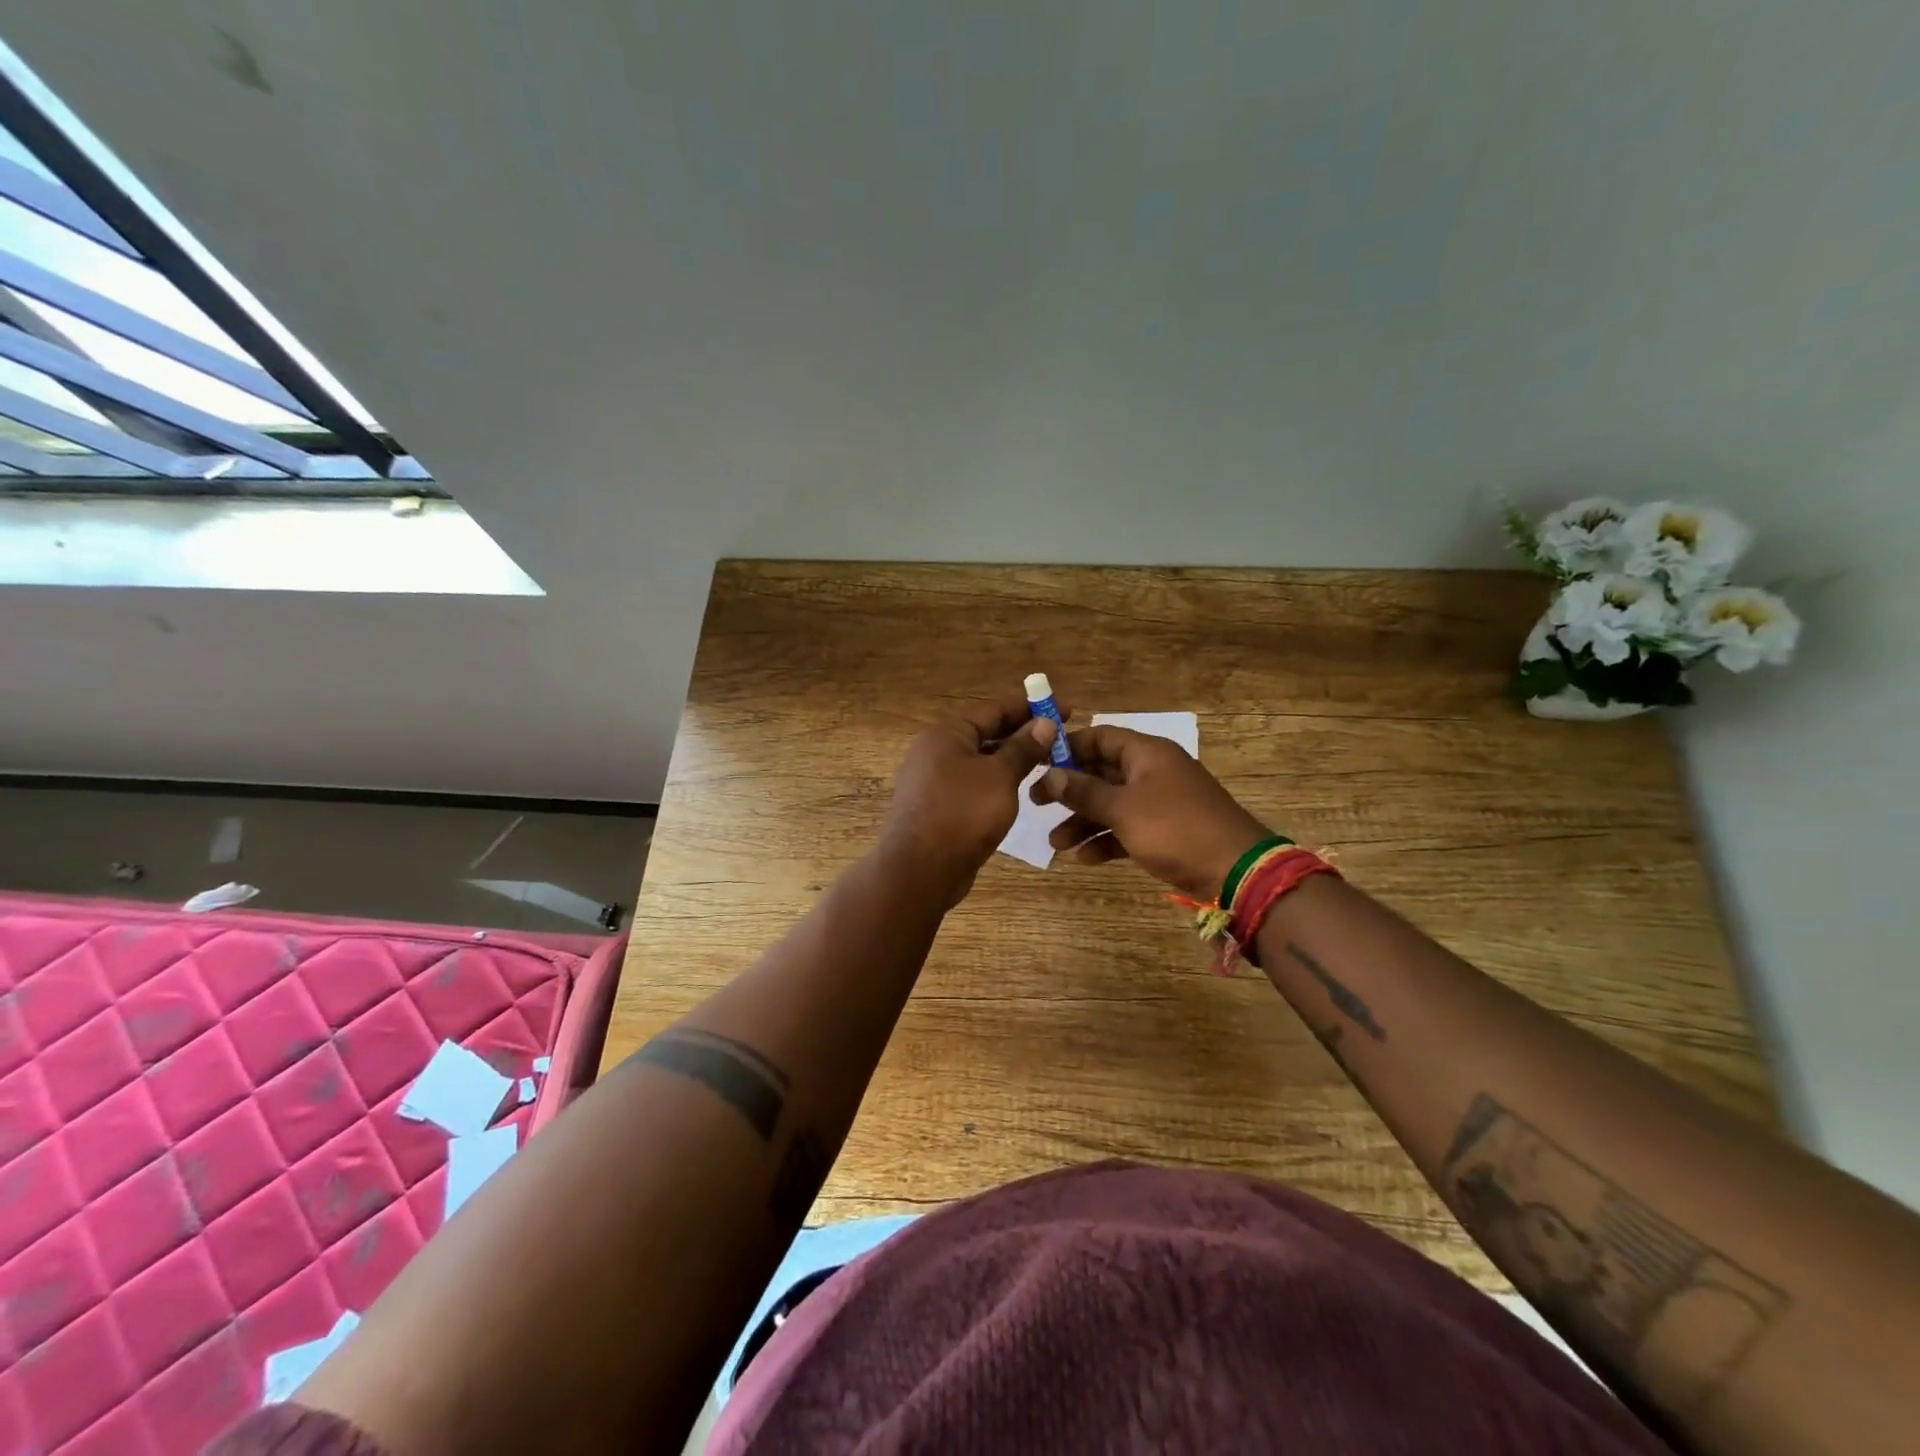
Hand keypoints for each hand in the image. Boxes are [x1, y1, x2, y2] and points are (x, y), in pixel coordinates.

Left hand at [882, 696, 1059, 901]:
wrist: (920, 870)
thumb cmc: (962, 814)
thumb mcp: (1000, 777)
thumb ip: (1023, 748)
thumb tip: (1045, 723)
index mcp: (947, 733)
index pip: (995, 709)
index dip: (1031, 708)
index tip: (1066, 710)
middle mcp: (935, 750)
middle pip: (986, 733)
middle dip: (1023, 734)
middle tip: (1061, 739)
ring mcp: (933, 780)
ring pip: (980, 760)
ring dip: (1011, 759)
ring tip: (1047, 763)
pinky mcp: (937, 806)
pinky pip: (973, 783)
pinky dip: (997, 781)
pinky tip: (1020, 790)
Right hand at [1030, 726, 1271, 899]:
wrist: (1236, 870)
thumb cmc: (1175, 828)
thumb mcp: (1123, 809)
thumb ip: (1084, 791)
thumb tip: (1050, 775)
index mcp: (1146, 753)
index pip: (1099, 737)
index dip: (1068, 747)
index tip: (1038, 763)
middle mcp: (1153, 771)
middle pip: (1102, 772)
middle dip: (1069, 790)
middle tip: (1035, 803)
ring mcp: (1161, 801)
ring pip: (1112, 803)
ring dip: (1083, 820)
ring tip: (1055, 843)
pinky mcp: (1166, 830)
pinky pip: (1128, 827)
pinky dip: (1106, 839)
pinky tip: (1085, 858)